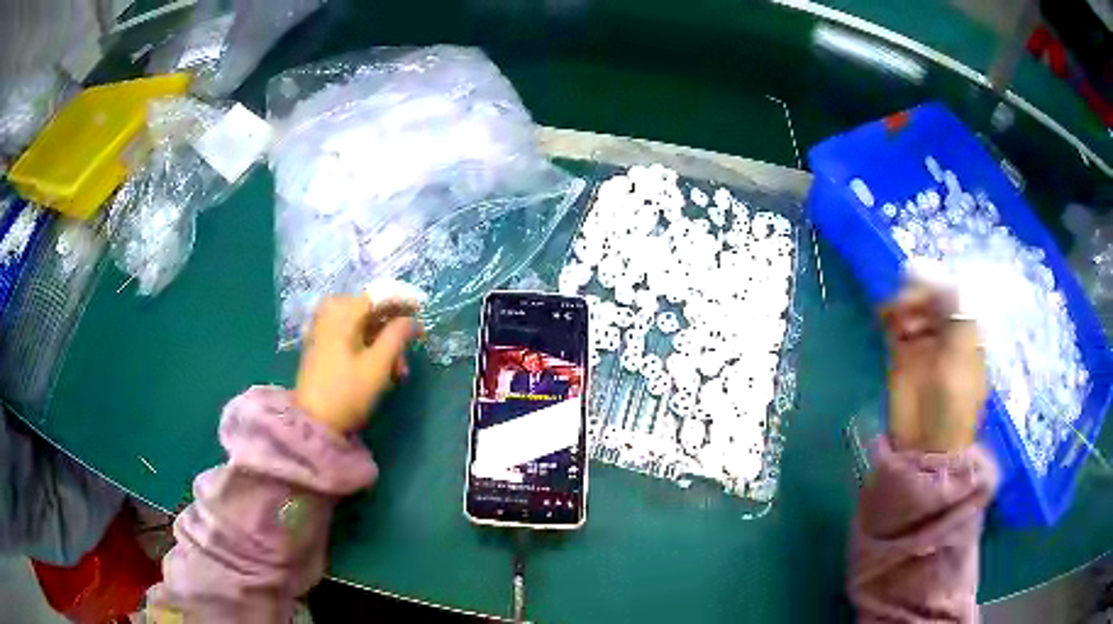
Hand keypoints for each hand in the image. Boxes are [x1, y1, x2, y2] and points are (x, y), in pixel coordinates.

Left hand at [294, 295, 422, 433]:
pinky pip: (349, 335)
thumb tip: (413, 320)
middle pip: (369, 310)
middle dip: (392, 327)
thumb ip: (397, 337)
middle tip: (409, 350)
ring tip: (397, 370)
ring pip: (360, 325)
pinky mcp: (320, 347)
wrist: (313, 423)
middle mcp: (329, 315)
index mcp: (342, 315)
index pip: (377, 296)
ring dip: (382, 341)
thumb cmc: (347, 393)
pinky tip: (378, 367)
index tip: (423, 309)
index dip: (402, 299)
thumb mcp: (378, 366)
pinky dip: (367, 345)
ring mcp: (322, 331)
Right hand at [881, 285, 986, 453]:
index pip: (954, 295)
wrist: (925, 446)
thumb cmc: (952, 407)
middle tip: (904, 303)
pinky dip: (889, 315)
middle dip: (918, 293)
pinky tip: (884, 318)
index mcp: (966, 332)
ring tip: (893, 316)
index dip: (938, 284)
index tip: (922, 281)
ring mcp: (924, 343)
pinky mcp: (902, 355)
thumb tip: (945, 279)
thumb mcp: (961, 360)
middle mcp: (946, 333)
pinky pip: (896, 324)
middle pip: (932, 297)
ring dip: (902, 304)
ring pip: (913, 307)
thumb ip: (955, 317)